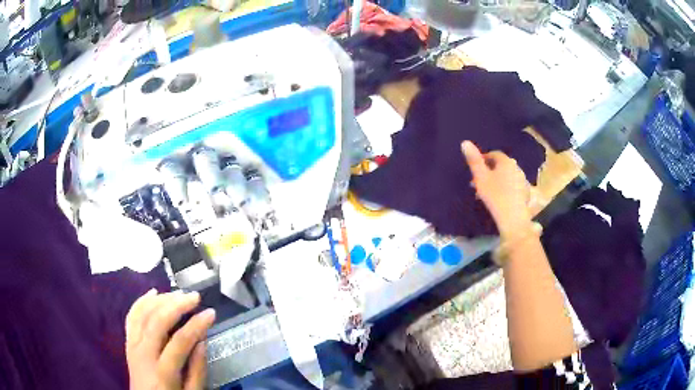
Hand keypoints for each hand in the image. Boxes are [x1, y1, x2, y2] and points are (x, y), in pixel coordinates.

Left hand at [126, 289, 215, 389]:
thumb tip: (202, 341)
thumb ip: (197, 370)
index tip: (211, 313)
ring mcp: (133, 346)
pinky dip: (141, 301)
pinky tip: (153, 292)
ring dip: (161, 300)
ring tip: (178, 294)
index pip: (180, 342)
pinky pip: (132, 316)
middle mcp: (144, 355)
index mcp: (163, 372)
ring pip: (143, 314)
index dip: (196, 325)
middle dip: (177, 305)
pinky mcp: (128, 342)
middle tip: (195, 297)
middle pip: (157, 322)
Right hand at [461, 141, 532, 239]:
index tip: (475, 169)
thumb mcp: (481, 177)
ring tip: (487, 192)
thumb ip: (474, 160)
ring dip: (497, 180)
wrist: (512, 218)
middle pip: (501, 165)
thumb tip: (465, 142)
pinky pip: (512, 186)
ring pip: (507, 176)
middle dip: (490, 171)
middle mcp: (516, 167)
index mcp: (506, 161)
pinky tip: (499, 198)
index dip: (483, 159)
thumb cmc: (495, 195)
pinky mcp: (525, 193)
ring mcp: (522, 180)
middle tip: (479, 181)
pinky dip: (505, 188)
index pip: (494, 154)